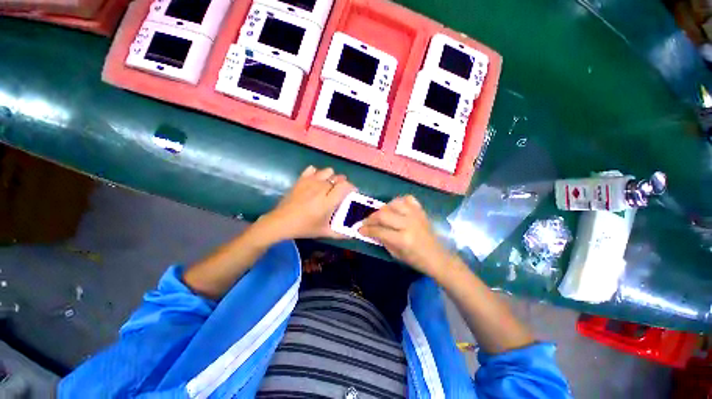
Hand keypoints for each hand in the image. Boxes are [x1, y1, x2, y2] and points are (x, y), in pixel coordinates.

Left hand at [258, 166, 354, 240]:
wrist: (281, 222)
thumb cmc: (304, 227)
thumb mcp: (323, 232)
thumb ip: (340, 234)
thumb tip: (352, 235)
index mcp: (328, 201)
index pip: (345, 186)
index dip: (351, 187)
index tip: (352, 192)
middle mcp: (321, 188)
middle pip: (338, 178)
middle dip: (343, 183)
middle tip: (340, 192)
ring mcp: (310, 182)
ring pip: (328, 171)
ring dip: (331, 177)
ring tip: (328, 186)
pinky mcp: (301, 179)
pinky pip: (313, 169)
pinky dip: (316, 173)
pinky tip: (315, 182)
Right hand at [359, 195, 452, 278]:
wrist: (437, 256)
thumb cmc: (415, 259)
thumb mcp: (395, 254)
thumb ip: (382, 240)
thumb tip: (370, 231)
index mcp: (403, 239)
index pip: (379, 230)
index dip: (366, 229)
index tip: (359, 229)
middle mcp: (409, 224)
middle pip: (384, 214)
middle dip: (371, 217)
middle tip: (367, 222)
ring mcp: (416, 215)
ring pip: (394, 203)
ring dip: (384, 208)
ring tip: (380, 215)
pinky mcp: (421, 211)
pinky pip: (408, 199)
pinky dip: (399, 201)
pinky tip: (396, 208)